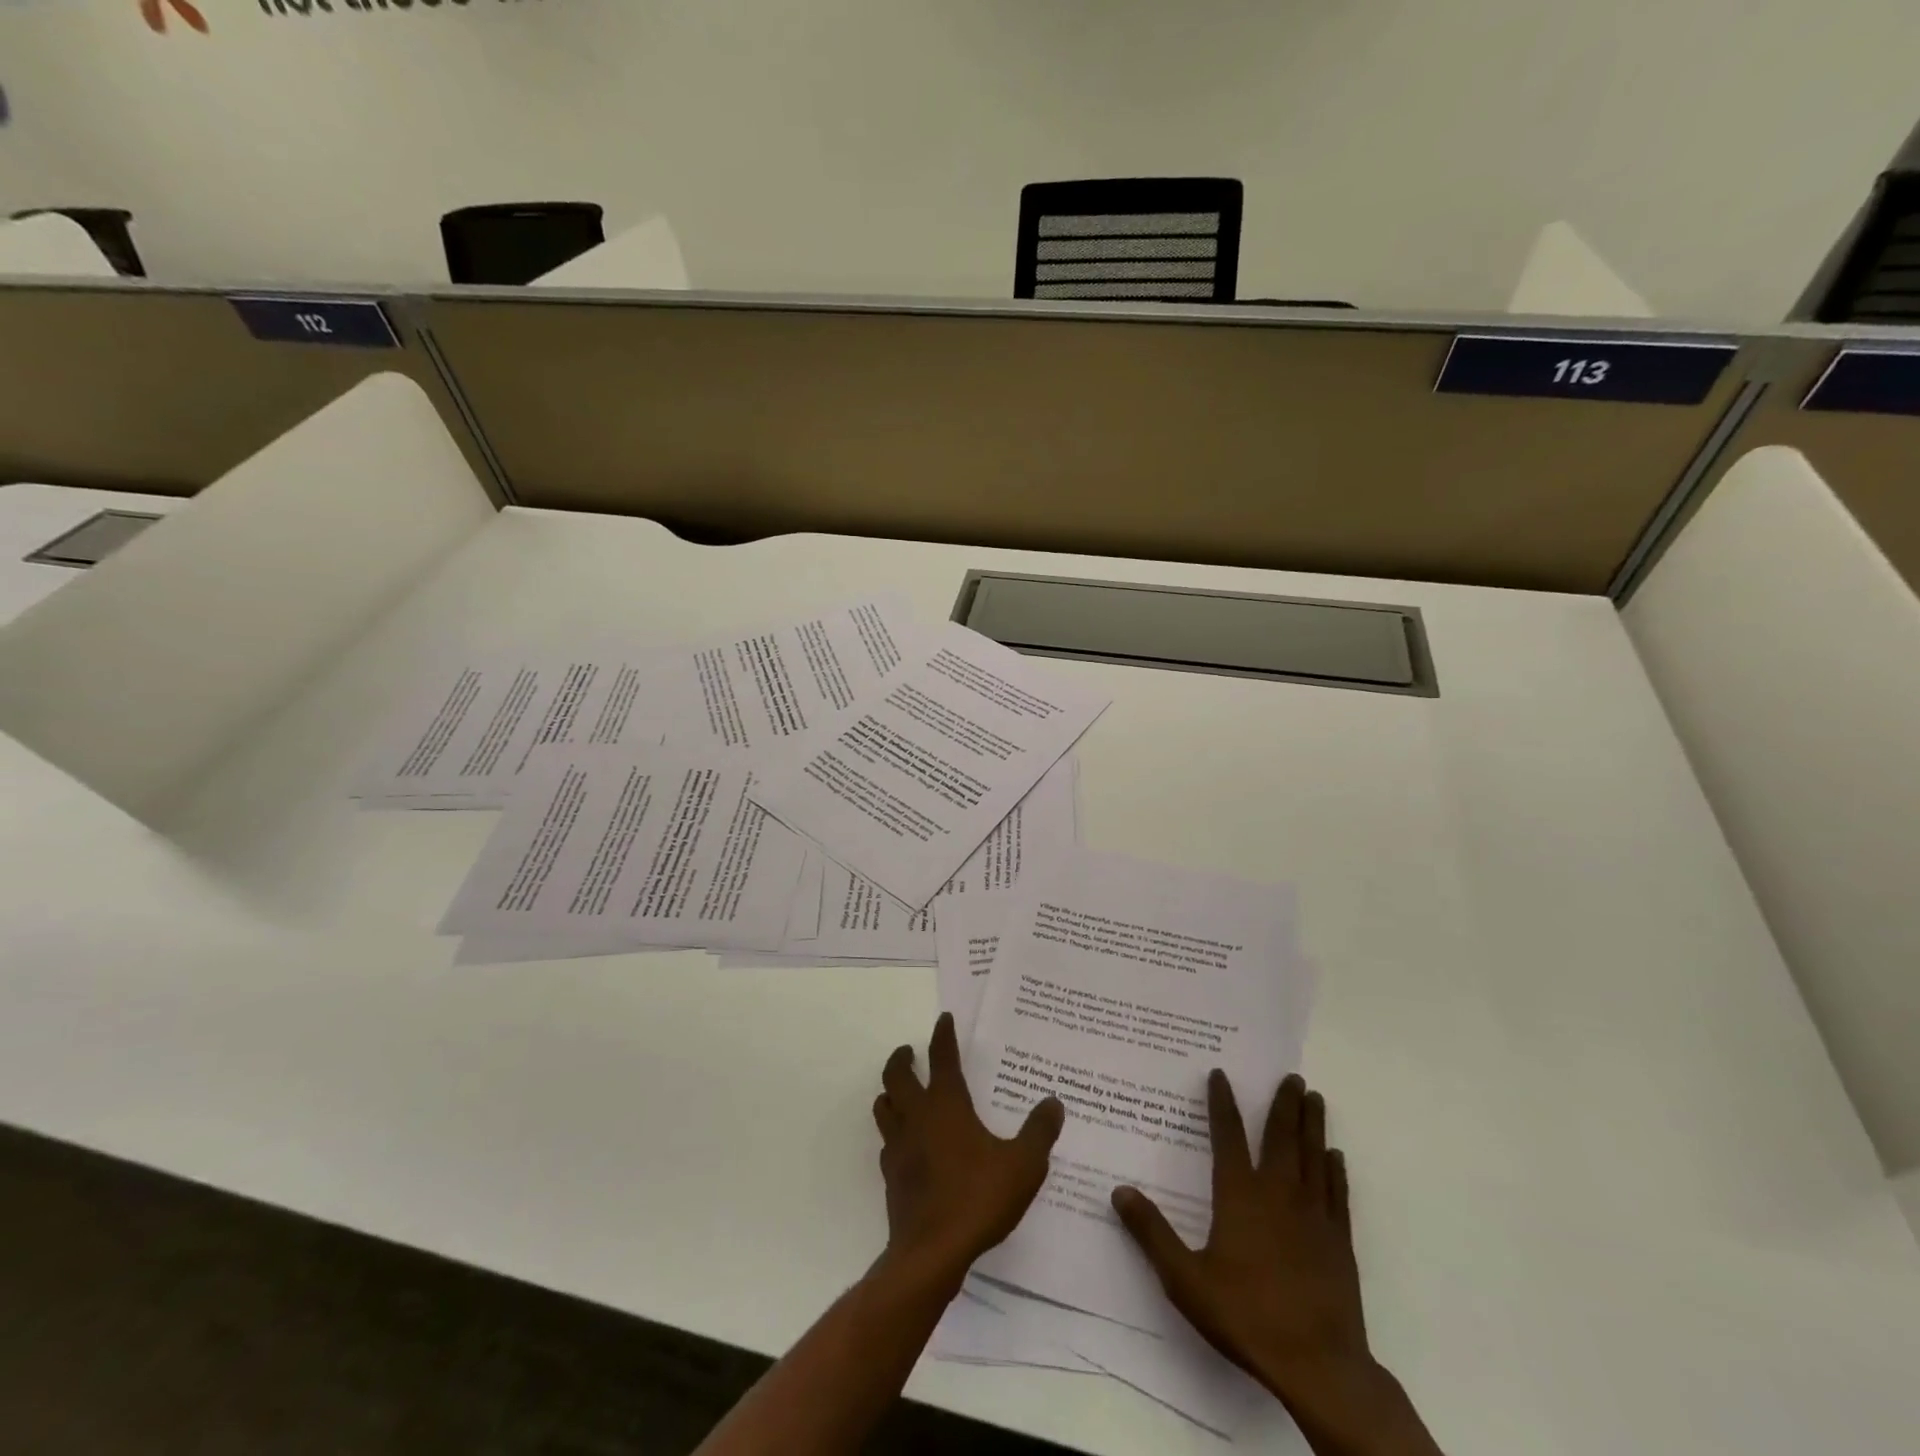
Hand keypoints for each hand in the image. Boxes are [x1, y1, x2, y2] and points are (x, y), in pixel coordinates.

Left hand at [872, 1012, 1064, 1279]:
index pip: (941, 1057)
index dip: (942, 1035)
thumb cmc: (978, 1199)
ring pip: (884, 1105)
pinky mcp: (891, 1175)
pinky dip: (893, 1131)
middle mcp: (917, 1116)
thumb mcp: (1023, 1165)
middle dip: (903, 1058)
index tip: (944, 1019)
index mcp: (946, 1104)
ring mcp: (898, 1146)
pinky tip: (906, 1142)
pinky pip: (887, 1141)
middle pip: (897, 1075)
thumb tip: (1053, 1102)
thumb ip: (1039, 1132)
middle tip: (910, 1051)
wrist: (931, 1252)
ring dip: (890, 1091)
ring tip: (901, 1090)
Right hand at [1114, 1073, 1437, 1454]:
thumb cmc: (1247, 1315)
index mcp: (1240, 1196)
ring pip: (1313, 1156)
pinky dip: (1335, 1169)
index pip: (1228, 1137)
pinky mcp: (1338, 1241)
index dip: (1222, 1103)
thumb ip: (1152, 1233)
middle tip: (1292, 1075)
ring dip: (1312, 1125)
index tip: (1221, 1074)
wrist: (1319, 1365)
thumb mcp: (1185, 1279)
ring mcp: (1313, 1216)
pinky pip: (1336, 1192)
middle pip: (1281, 1137)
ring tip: (1314, 1097)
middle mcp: (1278, 1194)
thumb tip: (1118, 1191)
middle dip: (1284, 1104)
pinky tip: (1335, 1155)